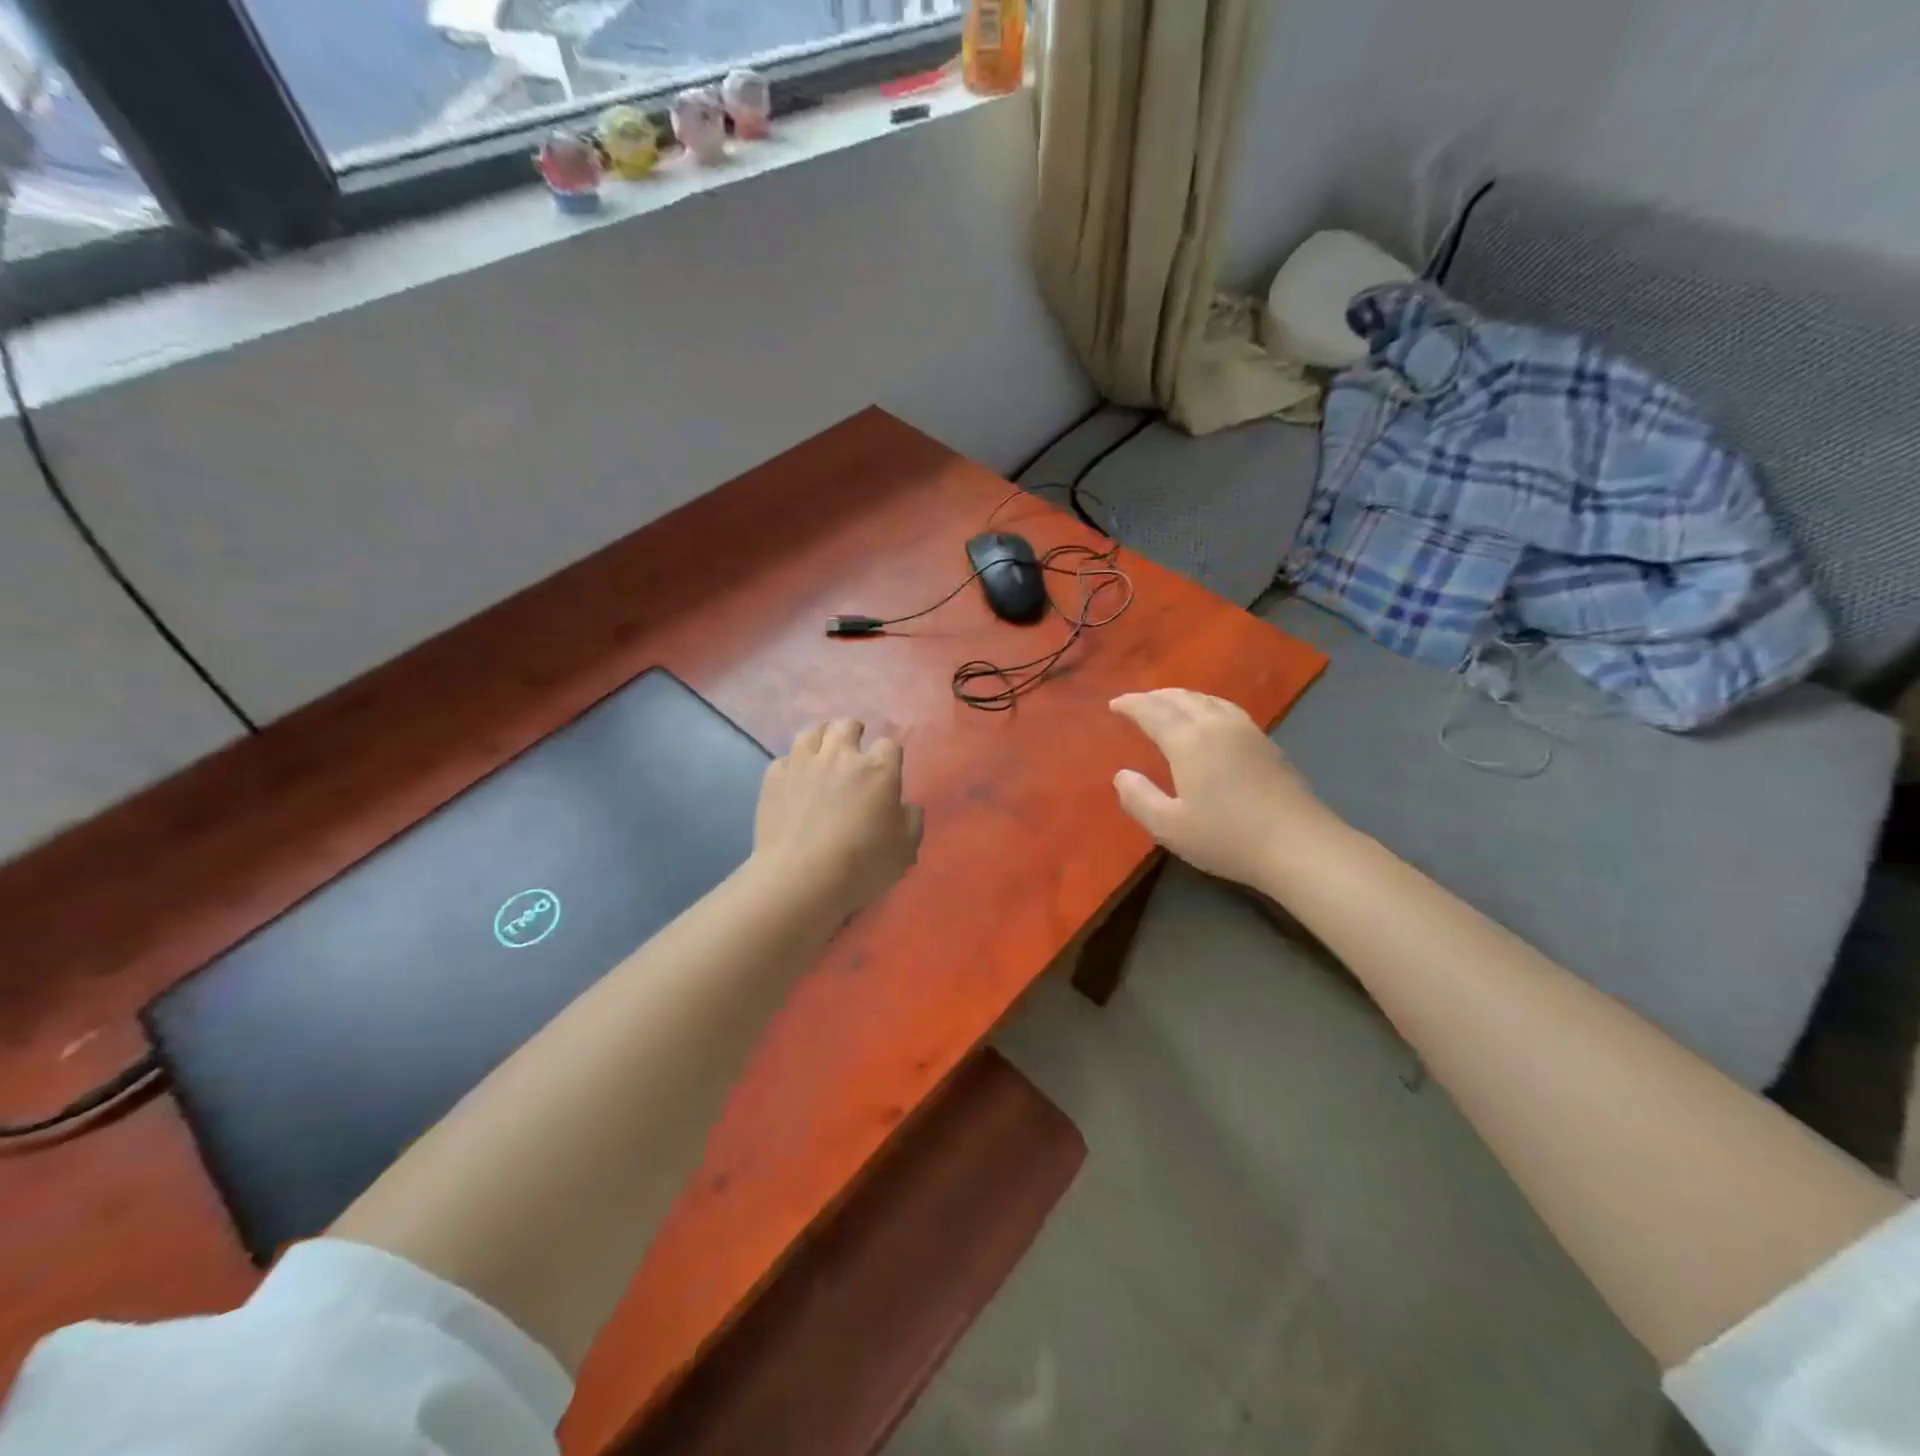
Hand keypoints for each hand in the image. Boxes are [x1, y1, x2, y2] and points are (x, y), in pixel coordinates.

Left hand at [753, 720, 923, 915]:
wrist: (800, 878)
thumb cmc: (861, 865)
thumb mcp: (905, 850)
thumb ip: (911, 821)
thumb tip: (906, 806)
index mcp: (878, 770)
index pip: (889, 745)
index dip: (889, 755)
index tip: (887, 769)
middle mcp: (840, 756)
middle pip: (847, 725)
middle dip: (854, 732)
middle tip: (854, 747)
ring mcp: (803, 763)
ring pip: (812, 732)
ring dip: (821, 738)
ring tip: (822, 753)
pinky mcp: (774, 777)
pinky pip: (784, 759)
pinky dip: (792, 766)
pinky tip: (793, 779)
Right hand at [1109, 690, 1334, 888]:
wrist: (1299, 845)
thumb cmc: (1227, 838)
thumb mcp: (1169, 827)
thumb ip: (1138, 798)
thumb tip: (1121, 775)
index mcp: (1189, 741)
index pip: (1153, 711)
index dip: (1130, 704)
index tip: (1113, 704)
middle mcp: (1216, 725)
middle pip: (1181, 697)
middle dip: (1154, 696)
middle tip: (1135, 703)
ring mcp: (1246, 730)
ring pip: (1207, 699)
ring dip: (1181, 696)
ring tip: (1167, 704)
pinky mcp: (1266, 742)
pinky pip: (1226, 708)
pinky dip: (1205, 704)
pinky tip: (1208, 718)